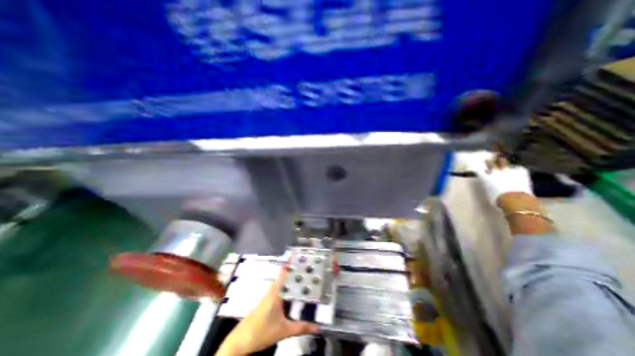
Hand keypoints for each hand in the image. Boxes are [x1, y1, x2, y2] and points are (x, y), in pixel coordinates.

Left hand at [216, 269, 320, 353]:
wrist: (240, 342)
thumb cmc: (261, 332)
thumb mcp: (284, 331)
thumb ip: (301, 328)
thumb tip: (318, 327)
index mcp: (276, 291)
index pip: (285, 271)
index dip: (293, 263)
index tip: (304, 257)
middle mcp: (273, 289)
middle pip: (286, 276)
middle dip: (297, 271)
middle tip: (310, 268)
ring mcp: (270, 295)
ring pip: (284, 283)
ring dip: (293, 280)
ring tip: (307, 278)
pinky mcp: (268, 301)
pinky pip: (281, 290)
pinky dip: (289, 288)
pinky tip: (296, 293)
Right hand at [465, 150, 530, 205]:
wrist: (516, 199)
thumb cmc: (499, 200)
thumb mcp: (490, 194)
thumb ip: (489, 188)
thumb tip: (490, 187)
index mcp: (486, 179)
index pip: (479, 171)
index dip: (478, 170)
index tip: (477, 169)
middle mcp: (495, 173)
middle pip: (491, 164)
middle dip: (489, 161)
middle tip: (487, 159)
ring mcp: (508, 171)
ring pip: (504, 162)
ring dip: (502, 161)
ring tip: (502, 159)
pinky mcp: (521, 173)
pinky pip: (519, 168)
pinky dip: (517, 169)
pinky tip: (517, 169)